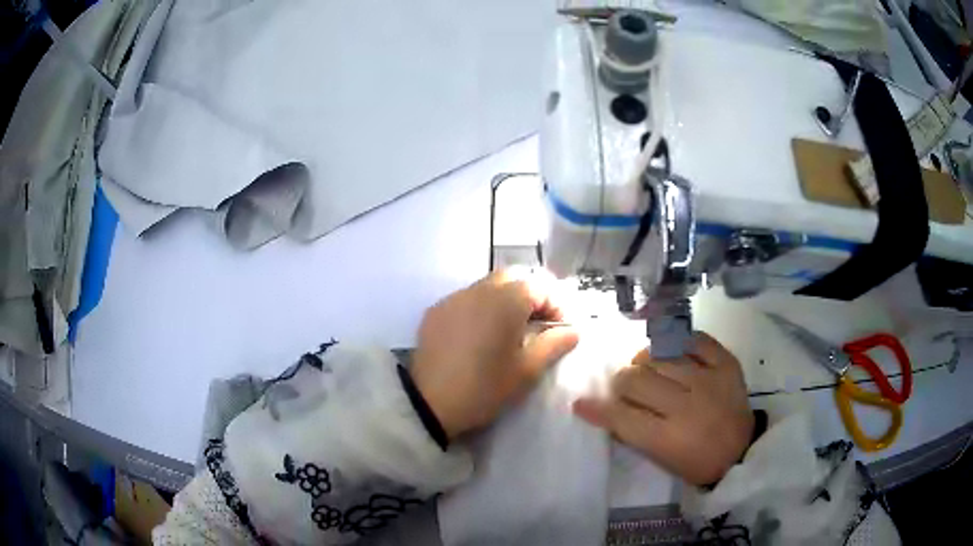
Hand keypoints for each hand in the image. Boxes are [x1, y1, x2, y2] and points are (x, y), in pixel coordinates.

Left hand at [410, 268, 578, 439]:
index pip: (540, 286)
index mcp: (505, 301)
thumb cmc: (485, 387)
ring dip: (504, 300)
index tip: (561, 329)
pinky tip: (478, 336)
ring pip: (487, 286)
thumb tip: (573, 330)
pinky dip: (480, 308)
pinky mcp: (435, 311)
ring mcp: (453, 298)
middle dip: (530, 296)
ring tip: (508, 331)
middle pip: (513, 278)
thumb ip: (554, 344)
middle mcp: (478, 290)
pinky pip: (465, 299)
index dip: (556, 304)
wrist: (429, 404)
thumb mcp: (526, 371)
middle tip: (537, 325)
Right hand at [574, 332, 752, 485]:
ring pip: (660, 355)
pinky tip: (670, 348)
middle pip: (637, 379)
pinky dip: (677, 340)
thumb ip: (632, 433)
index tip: (582, 403)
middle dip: (621, 382)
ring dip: (644, 360)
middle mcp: (687, 405)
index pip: (621, 416)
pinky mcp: (726, 363)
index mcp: (668, 438)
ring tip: (647, 367)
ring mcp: (709, 379)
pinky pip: (694, 338)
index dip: (597, 409)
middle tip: (624, 387)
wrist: (742, 450)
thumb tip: (604, 409)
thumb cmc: (696, 462)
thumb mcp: (660, 458)